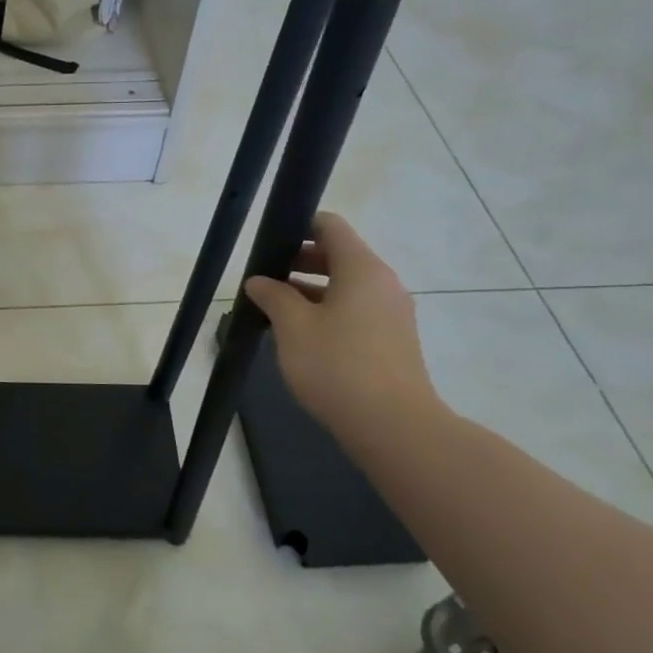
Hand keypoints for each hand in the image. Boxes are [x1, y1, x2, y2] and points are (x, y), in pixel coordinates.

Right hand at [243, 212, 440, 445]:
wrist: (393, 426)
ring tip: (275, 309)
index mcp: (361, 268)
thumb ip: (273, 295)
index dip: (298, 226)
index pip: (330, 226)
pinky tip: (301, 336)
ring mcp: (392, 313)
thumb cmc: (337, 366)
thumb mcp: (292, 326)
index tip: (268, 244)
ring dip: (310, 290)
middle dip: (299, 261)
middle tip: (264, 279)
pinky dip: (328, 311)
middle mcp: (383, 283)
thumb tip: (259, 281)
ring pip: (346, 286)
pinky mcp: (393, 340)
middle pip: (338, 255)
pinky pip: (356, 310)